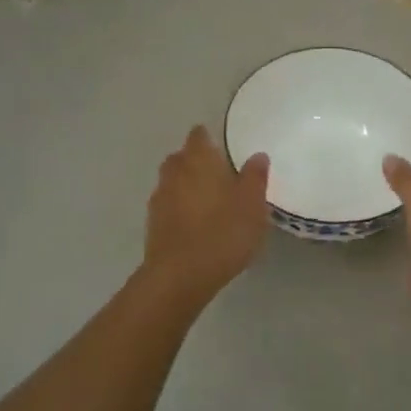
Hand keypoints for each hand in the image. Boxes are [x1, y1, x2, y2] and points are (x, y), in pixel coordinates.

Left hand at [142, 125, 269, 305]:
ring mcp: (159, 198)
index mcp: (199, 160)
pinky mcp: (153, 223)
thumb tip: (257, 156)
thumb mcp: (252, 205)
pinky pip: (168, 206)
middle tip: (219, 175)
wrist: (181, 275)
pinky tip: (195, 224)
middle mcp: (174, 172)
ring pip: (173, 181)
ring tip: (209, 201)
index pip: (199, 135)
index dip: (209, 138)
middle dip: (197, 162)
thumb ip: (255, 177)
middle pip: (182, 157)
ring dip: (187, 186)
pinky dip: (180, 208)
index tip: (223, 147)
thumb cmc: (223, 233)